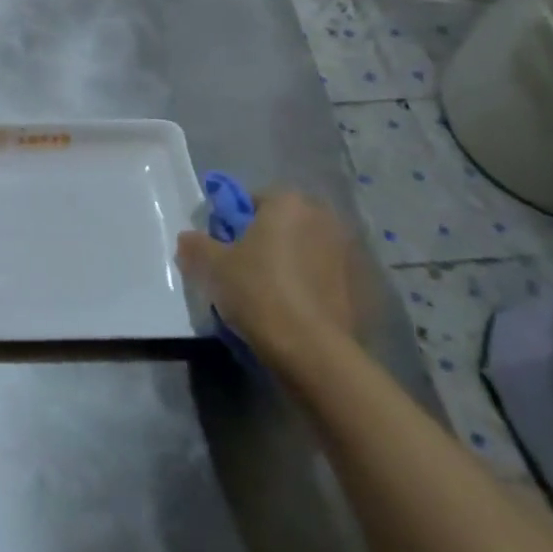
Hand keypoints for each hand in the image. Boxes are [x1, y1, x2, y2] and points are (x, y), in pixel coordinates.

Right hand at [175, 189, 363, 378]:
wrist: (313, 350)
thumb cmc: (258, 291)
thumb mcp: (212, 265)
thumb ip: (196, 244)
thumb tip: (189, 239)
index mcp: (288, 202)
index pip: (252, 201)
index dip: (234, 224)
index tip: (224, 249)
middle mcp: (323, 217)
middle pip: (283, 224)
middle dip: (266, 241)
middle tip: (244, 270)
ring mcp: (348, 252)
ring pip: (306, 250)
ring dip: (291, 263)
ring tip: (271, 295)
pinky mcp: (363, 286)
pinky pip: (326, 276)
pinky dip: (312, 286)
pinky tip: (296, 311)